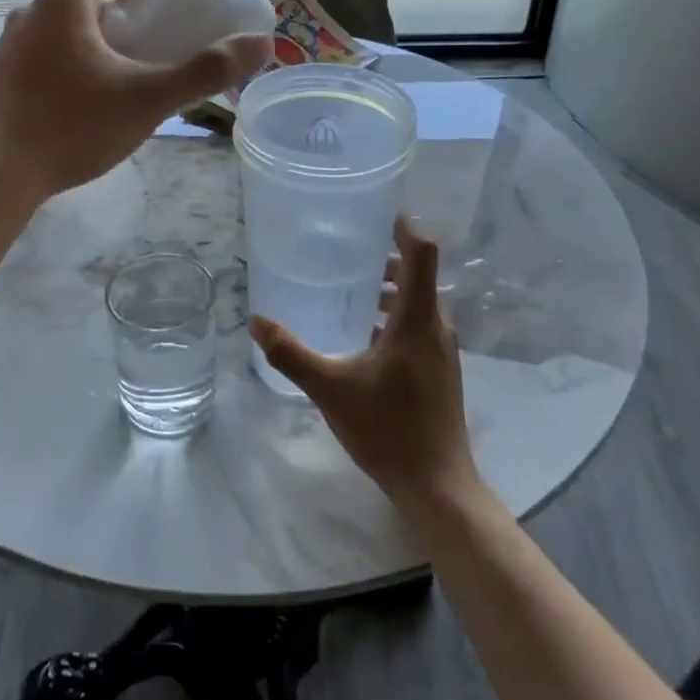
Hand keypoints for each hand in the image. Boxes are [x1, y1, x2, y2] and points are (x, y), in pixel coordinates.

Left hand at [0, 0, 270, 201]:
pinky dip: (75, 53)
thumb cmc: (72, 127)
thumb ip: (204, 71)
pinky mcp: (3, 72)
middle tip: (160, 27)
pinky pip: (47, 47)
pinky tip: (92, 92)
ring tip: (131, 61)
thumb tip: (262, 44)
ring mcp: (11, 42)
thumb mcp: (147, 100)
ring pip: (64, 20)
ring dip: (99, 29)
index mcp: (65, 0)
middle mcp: (32, 9)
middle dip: (125, 1)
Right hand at [249, 219, 478, 506]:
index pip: (422, 254)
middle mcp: (437, 328)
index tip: (378, 214)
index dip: (404, 227)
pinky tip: (365, 339)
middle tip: (348, 252)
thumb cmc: (388, 429)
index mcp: (417, 320)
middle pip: (419, 276)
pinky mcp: (441, 372)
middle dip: (387, 260)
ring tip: (352, 293)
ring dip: (391, 292)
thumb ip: (291, 354)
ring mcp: (443, 351)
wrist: (437, 485)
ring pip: (419, 304)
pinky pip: (420, 327)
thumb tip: (256, 321)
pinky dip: (396, 317)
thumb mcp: (330, 388)